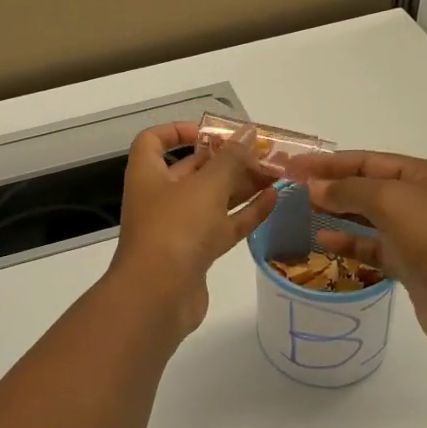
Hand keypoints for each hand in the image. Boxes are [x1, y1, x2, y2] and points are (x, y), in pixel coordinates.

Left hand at [106, 123, 275, 342]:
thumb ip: (231, 158)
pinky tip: (273, 200)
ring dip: (242, 186)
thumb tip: (248, 132)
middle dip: (227, 160)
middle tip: (264, 153)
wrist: (158, 297)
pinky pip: (223, 226)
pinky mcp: (196, 254)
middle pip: (193, 170)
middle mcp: (160, 198)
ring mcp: (178, 228)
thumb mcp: (206, 186)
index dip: (179, 131)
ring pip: (213, 199)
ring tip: (277, 174)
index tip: (212, 132)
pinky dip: (246, 213)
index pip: (154, 141)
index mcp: (149, 174)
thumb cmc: (175, 228)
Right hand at [284, 151, 426, 361]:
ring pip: (369, 217)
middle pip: (368, 186)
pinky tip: (322, 241)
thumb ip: (348, 189)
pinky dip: (348, 242)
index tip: (293, 166)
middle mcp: (423, 200)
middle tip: (292, 188)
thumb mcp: (390, 200)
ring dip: (337, 212)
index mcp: (425, 175)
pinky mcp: (411, 264)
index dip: (330, 162)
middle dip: (332, 185)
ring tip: (303, 211)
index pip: (369, 160)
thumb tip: (314, 187)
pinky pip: (373, 246)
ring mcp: (418, 234)